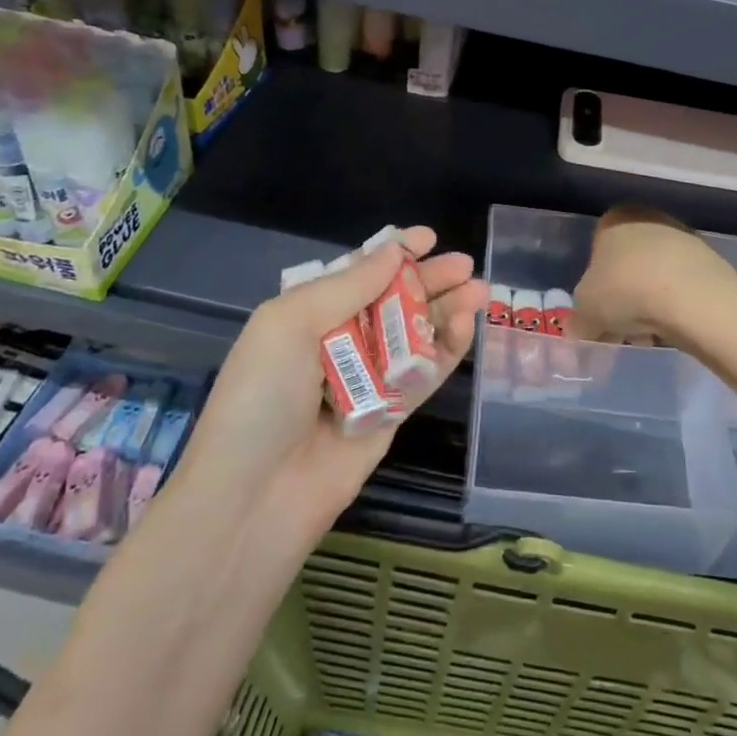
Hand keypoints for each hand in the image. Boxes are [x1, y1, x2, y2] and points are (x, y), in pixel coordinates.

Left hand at [171, 227, 486, 542]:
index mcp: (306, 315)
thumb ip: (349, 285)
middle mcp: (338, 342)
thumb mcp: (290, 323)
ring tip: (481, 290)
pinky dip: (446, 350)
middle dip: (429, 280)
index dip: (393, 254)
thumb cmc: (263, 397)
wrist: (255, 498)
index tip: (428, 237)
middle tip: (466, 264)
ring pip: (415, 335)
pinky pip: (423, 374)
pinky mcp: (391, 414)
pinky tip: (466, 326)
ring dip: (446, 310)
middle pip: (393, 301)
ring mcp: (367, 380)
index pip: (357, 274)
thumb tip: (395, 250)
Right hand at [569, 206, 736, 351]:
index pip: (596, 252)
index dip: (594, 288)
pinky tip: (673, 331)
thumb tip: (578, 332)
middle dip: (623, 300)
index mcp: (614, 218)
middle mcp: (649, 219)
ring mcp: (683, 238)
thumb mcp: (585, 312)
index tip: (599, 315)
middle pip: (627, 266)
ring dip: (649, 306)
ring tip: (649, 337)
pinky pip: (682, 288)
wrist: (692, 297)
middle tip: (622, 330)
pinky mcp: (710, 262)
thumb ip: (578, 322)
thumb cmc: (626, 291)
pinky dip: (675, 308)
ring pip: (655, 278)